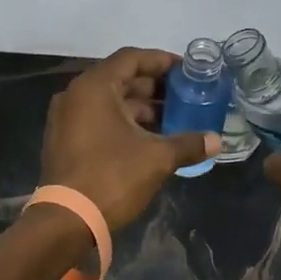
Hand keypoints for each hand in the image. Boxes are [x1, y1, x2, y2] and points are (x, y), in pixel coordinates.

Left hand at [41, 48, 220, 229]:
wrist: (66, 221)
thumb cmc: (112, 177)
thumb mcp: (156, 158)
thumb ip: (188, 144)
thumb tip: (216, 141)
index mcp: (94, 87)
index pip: (131, 58)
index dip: (161, 61)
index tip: (186, 70)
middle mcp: (75, 95)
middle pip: (120, 79)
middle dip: (154, 88)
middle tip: (185, 96)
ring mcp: (66, 119)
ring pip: (110, 103)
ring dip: (141, 109)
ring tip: (173, 120)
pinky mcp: (64, 141)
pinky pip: (98, 120)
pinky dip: (124, 124)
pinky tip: (149, 139)